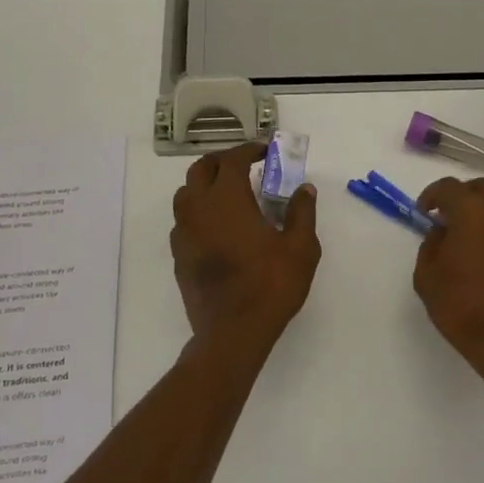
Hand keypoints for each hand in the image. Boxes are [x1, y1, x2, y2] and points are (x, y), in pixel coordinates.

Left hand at [171, 142, 319, 340]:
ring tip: (230, 195)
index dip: (249, 150)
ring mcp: (183, 233)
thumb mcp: (301, 248)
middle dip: (222, 162)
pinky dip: (199, 213)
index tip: (265, 151)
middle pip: (201, 169)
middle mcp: (198, 209)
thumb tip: (304, 190)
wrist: (233, 333)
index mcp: (227, 199)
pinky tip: (218, 228)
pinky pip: (183, 221)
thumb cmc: (270, 286)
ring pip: (186, 194)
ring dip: (206, 185)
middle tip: (245, 167)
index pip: (232, 160)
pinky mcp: (178, 256)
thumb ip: (302, 213)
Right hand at [413, 178, 483, 362]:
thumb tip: (443, 231)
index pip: (448, 188)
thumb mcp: (427, 275)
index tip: (424, 211)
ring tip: (476, 228)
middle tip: (449, 218)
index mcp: (471, 210)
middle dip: (462, 197)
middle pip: (481, 188)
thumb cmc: (461, 305)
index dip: (432, 195)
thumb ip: (431, 243)